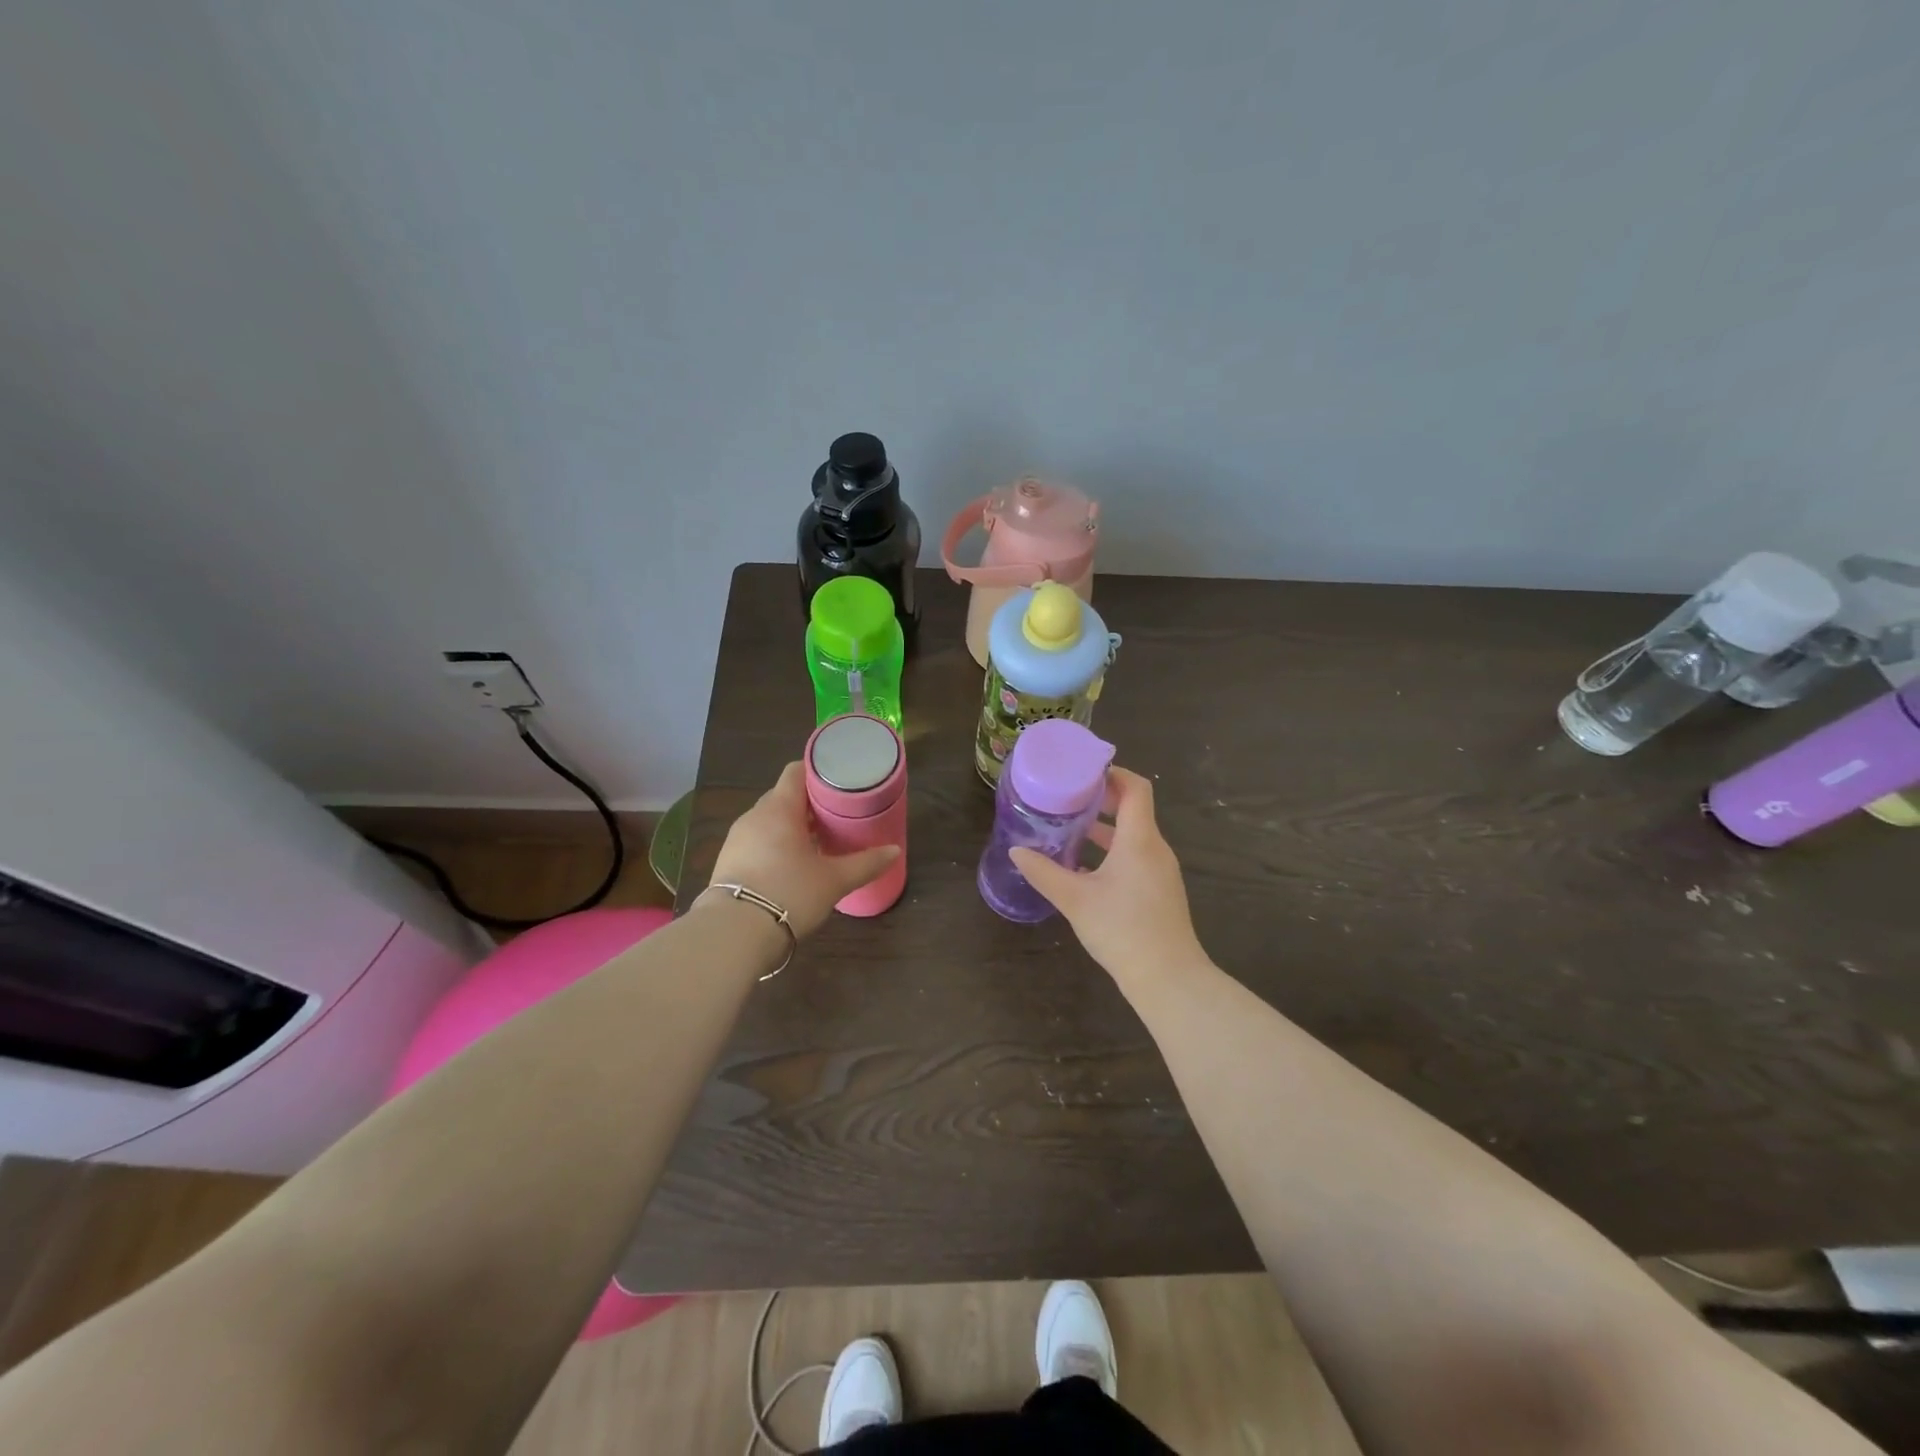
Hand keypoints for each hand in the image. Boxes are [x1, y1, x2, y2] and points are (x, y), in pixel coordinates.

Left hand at [704, 762, 898, 937]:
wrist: (734, 934)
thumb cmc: (789, 894)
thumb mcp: (834, 881)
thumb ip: (865, 863)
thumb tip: (894, 851)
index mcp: (779, 809)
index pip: (796, 771)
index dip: (818, 772)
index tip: (840, 783)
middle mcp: (754, 816)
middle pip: (784, 796)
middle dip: (809, 803)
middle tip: (836, 815)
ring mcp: (737, 839)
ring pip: (769, 820)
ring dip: (791, 825)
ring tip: (817, 841)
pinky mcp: (728, 862)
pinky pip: (756, 841)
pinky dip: (775, 844)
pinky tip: (791, 865)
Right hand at [1009, 767, 1205, 981]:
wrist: (1168, 978)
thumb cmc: (1122, 929)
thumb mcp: (1075, 899)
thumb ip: (1044, 872)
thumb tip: (1016, 852)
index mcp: (1139, 839)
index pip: (1135, 788)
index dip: (1112, 773)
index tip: (1083, 771)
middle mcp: (1155, 848)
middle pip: (1134, 809)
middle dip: (1102, 800)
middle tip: (1068, 798)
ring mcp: (1161, 871)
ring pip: (1133, 836)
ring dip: (1105, 828)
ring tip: (1070, 829)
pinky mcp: (1160, 891)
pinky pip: (1136, 857)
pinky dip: (1112, 851)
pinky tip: (1084, 868)